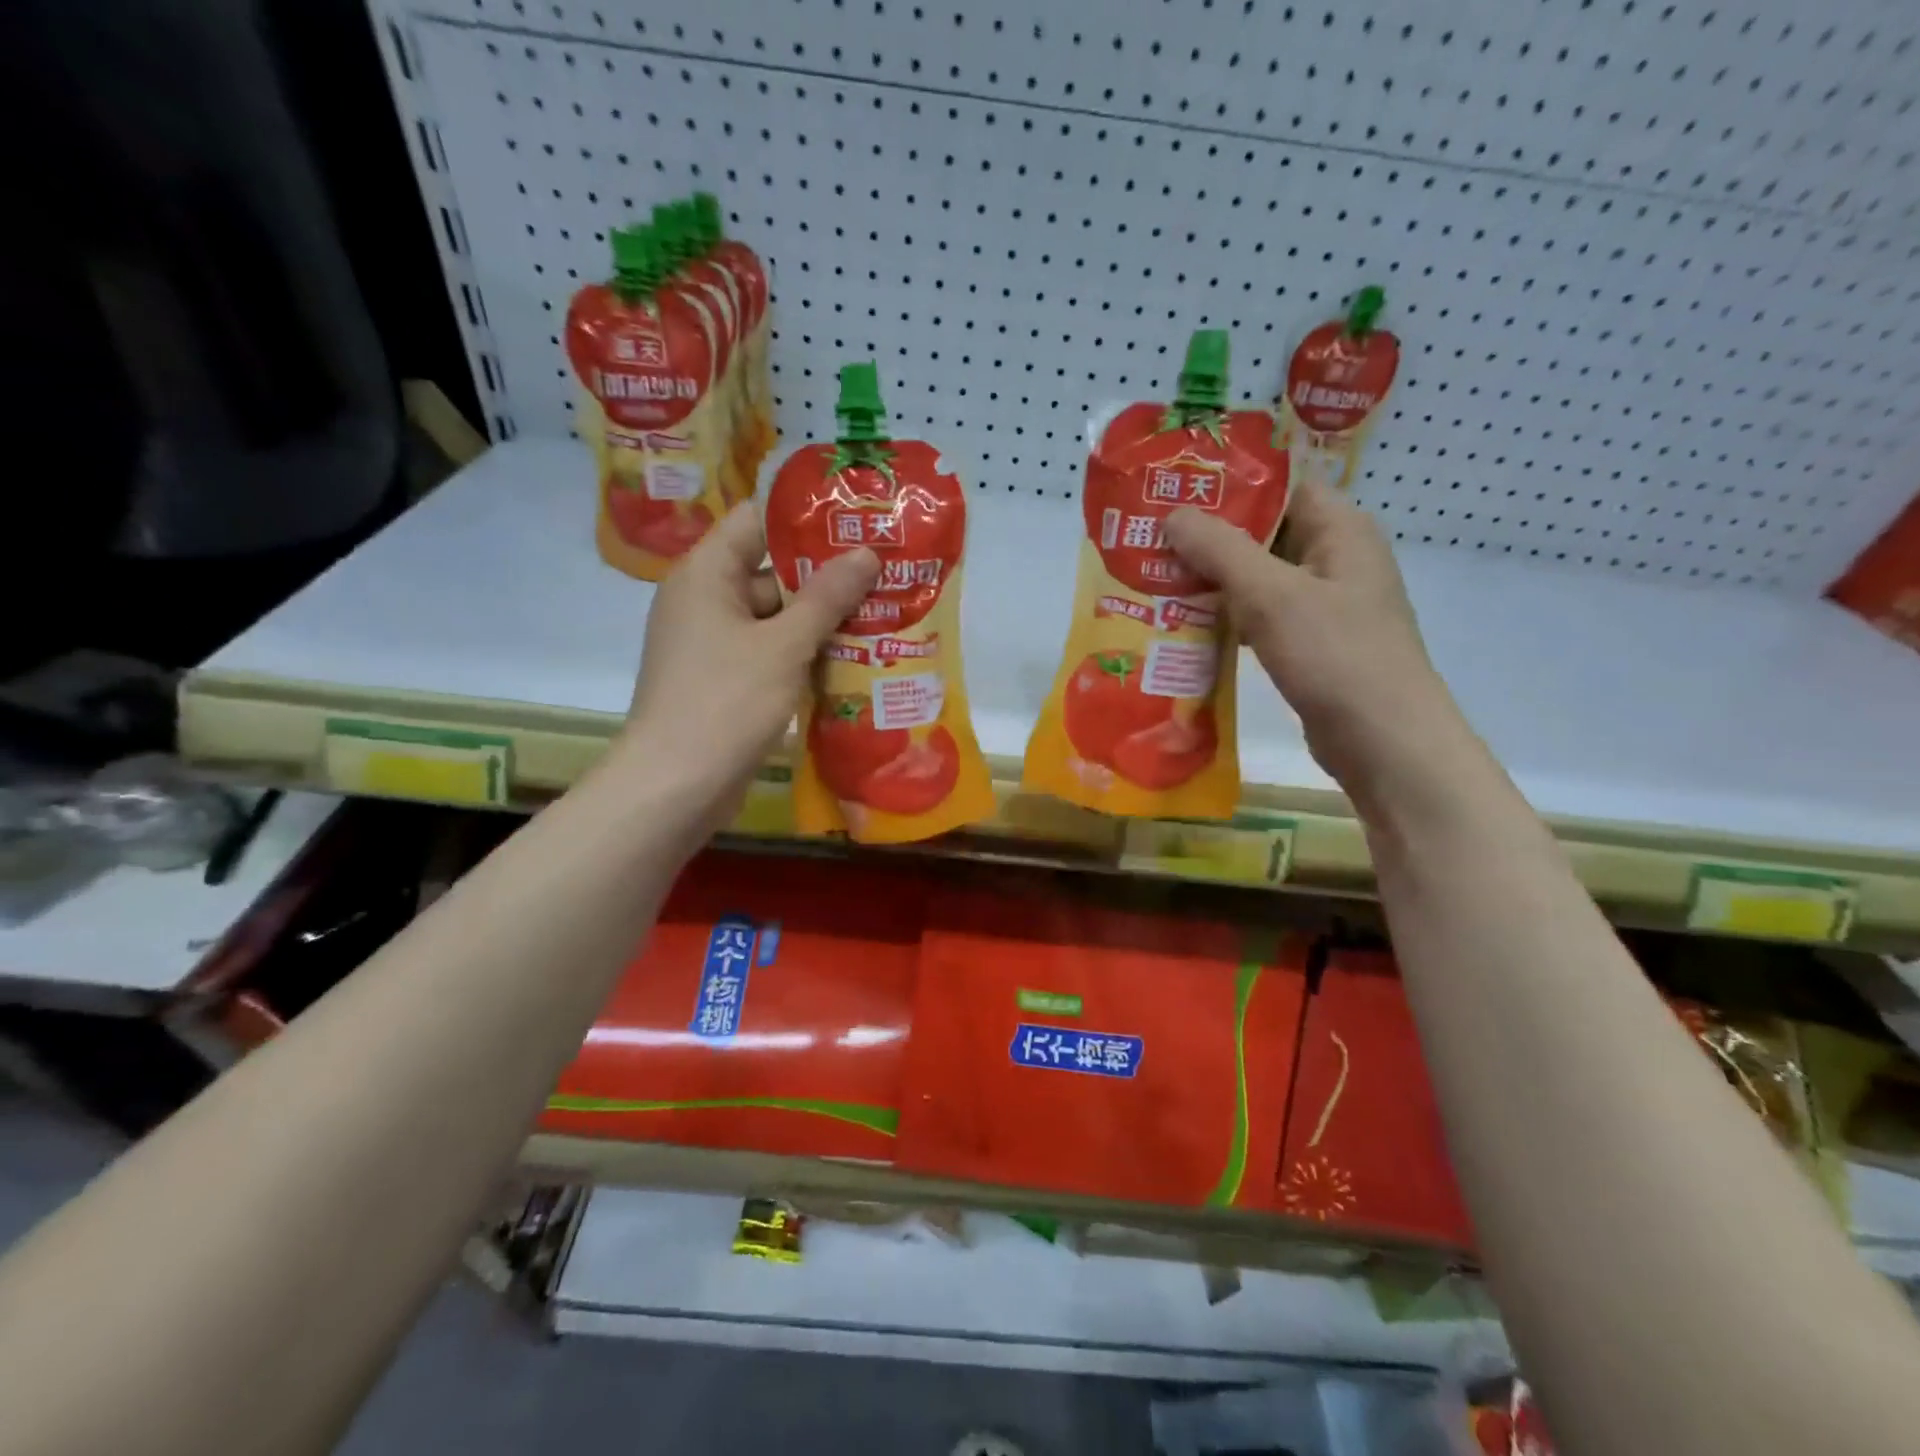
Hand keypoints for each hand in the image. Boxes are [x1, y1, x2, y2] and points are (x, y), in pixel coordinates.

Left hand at [620, 504, 876, 828]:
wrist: (675, 787)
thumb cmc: (726, 702)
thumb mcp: (783, 645)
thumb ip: (827, 597)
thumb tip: (866, 553)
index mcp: (706, 574)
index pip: (756, 521)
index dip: (805, 518)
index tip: (857, 520)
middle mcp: (706, 601)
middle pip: (771, 571)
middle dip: (827, 576)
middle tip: (886, 572)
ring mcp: (715, 644)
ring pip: (776, 618)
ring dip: (822, 620)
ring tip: (884, 613)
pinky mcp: (726, 681)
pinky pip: (771, 654)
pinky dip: (805, 655)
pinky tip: (853, 660)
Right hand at [1163, 480, 1460, 792]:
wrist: (1383, 741)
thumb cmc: (1334, 655)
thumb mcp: (1271, 595)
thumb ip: (1220, 550)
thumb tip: (1174, 515)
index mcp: (1340, 530)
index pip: (1281, 486)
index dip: (1228, 485)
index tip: (1175, 492)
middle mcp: (1336, 558)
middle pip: (1265, 532)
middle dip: (1209, 537)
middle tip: (1150, 539)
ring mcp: (1325, 604)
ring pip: (1259, 578)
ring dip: (1212, 580)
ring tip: (1155, 578)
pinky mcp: (1311, 643)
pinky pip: (1261, 616)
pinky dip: (1227, 617)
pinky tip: (1185, 625)